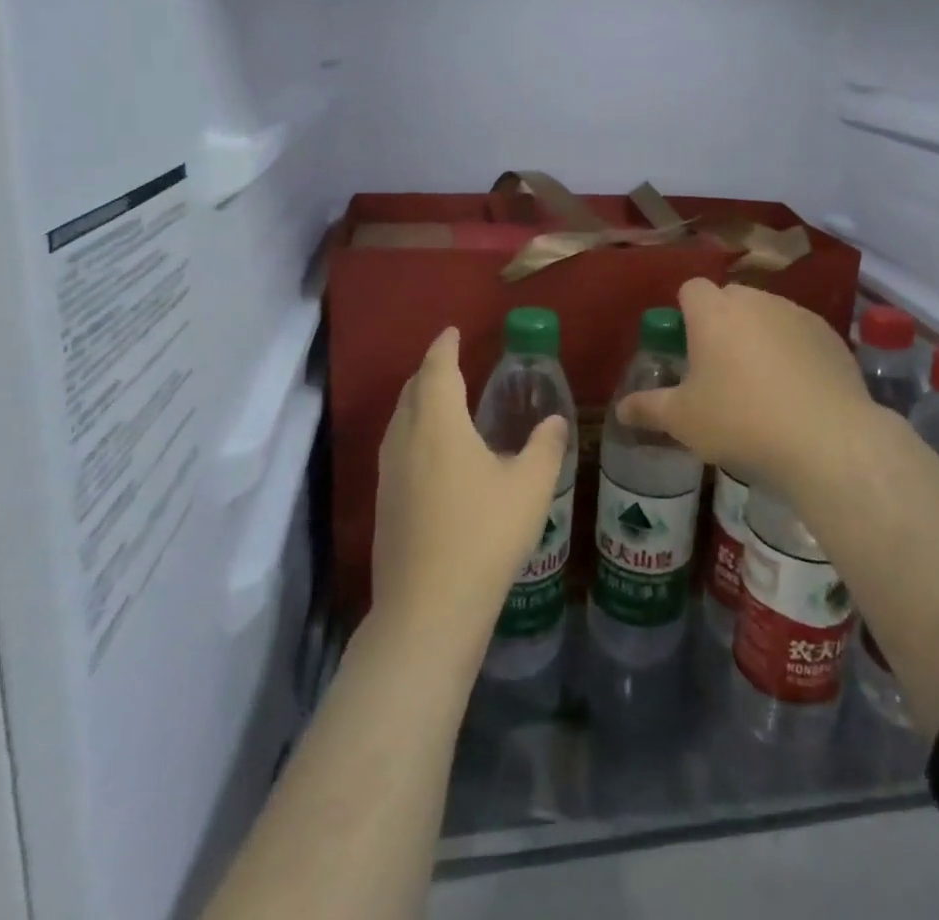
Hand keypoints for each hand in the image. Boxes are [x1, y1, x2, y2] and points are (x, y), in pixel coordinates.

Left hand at [372, 328, 567, 650]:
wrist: (428, 608)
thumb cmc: (484, 535)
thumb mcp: (530, 487)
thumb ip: (545, 447)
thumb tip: (554, 420)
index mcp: (438, 423)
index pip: (438, 368)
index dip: (445, 346)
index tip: (452, 331)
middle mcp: (405, 438)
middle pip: (412, 390)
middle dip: (430, 370)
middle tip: (451, 362)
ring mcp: (389, 472)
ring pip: (400, 419)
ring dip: (419, 401)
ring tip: (442, 401)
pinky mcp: (384, 502)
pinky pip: (397, 446)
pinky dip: (414, 430)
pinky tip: (433, 453)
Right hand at [617, 279, 872, 497]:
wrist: (828, 439)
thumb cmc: (741, 421)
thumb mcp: (683, 421)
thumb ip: (648, 408)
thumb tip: (621, 409)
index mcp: (713, 312)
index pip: (690, 289)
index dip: (685, 313)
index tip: (686, 347)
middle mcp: (755, 300)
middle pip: (730, 299)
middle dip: (721, 323)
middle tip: (719, 369)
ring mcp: (797, 314)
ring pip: (767, 314)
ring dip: (758, 335)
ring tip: (762, 383)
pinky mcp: (831, 335)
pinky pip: (799, 333)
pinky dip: (793, 350)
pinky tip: (797, 390)